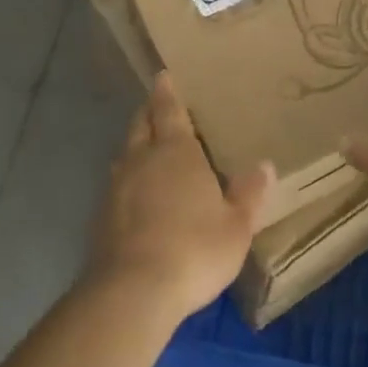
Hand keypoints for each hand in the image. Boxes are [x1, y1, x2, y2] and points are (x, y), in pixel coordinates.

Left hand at [88, 71, 273, 322]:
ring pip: (125, 153)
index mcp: (176, 150)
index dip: (166, 92)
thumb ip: (249, 194)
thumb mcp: (236, 226)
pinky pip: (116, 184)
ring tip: (145, 147)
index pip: (168, 109)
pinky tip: (134, 195)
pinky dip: (126, 180)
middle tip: (156, 105)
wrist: (133, 290)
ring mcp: (117, 186)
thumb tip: (265, 165)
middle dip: (148, 112)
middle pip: (141, 124)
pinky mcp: (101, 215)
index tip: (163, 76)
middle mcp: (142, 158)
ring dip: (135, 145)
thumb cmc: (194, 248)